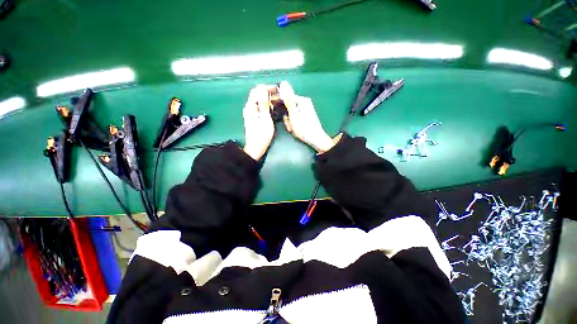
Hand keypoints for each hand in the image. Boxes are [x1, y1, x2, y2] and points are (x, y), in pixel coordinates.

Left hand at [243, 85, 274, 160]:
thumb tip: (264, 90)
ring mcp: (251, 112)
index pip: (257, 90)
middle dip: (269, 93)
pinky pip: (260, 107)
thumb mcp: (265, 119)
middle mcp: (249, 107)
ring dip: (269, 99)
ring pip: (260, 101)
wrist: (255, 147)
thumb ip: (264, 104)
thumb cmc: (262, 134)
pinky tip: (274, 109)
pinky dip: (267, 106)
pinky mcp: (254, 117)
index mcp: (251, 106)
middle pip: (258, 94)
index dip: (268, 87)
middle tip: (281, 96)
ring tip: (280, 102)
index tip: (278, 89)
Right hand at [279, 82, 334, 152]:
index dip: (282, 108)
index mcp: (302, 100)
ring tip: (294, 129)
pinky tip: (297, 130)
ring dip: (290, 123)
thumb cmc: (304, 128)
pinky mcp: (306, 117)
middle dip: (287, 118)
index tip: (283, 117)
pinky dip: (295, 125)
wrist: (316, 139)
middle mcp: (305, 103)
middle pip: (289, 108)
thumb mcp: (294, 114)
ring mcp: (306, 110)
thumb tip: (283, 84)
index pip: (286, 99)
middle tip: (290, 126)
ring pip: (292, 115)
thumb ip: (288, 100)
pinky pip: (296, 119)